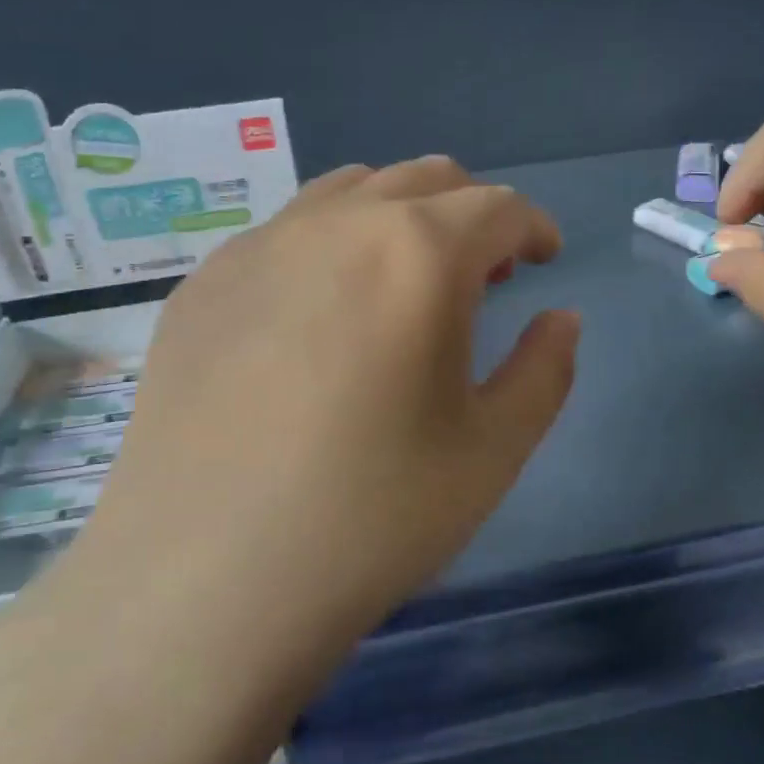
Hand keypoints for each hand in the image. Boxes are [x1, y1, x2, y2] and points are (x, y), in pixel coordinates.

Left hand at [48, 156, 579, 695]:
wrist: (203, 584)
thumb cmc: (372, 517)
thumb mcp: (494, 451)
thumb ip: (545, 370)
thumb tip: (560, 318)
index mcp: (418, 254)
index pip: (497, 207)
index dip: (532, 228)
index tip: (544, 260)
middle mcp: (337, 225)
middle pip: (425, 179)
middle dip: (471, 213)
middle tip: (483, 274)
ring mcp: (257, 247)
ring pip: (350, 192)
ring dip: (398, 218)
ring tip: (405, 283)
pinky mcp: (203, 285)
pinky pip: (285, 234)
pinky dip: (330, 246)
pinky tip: (321, 318)